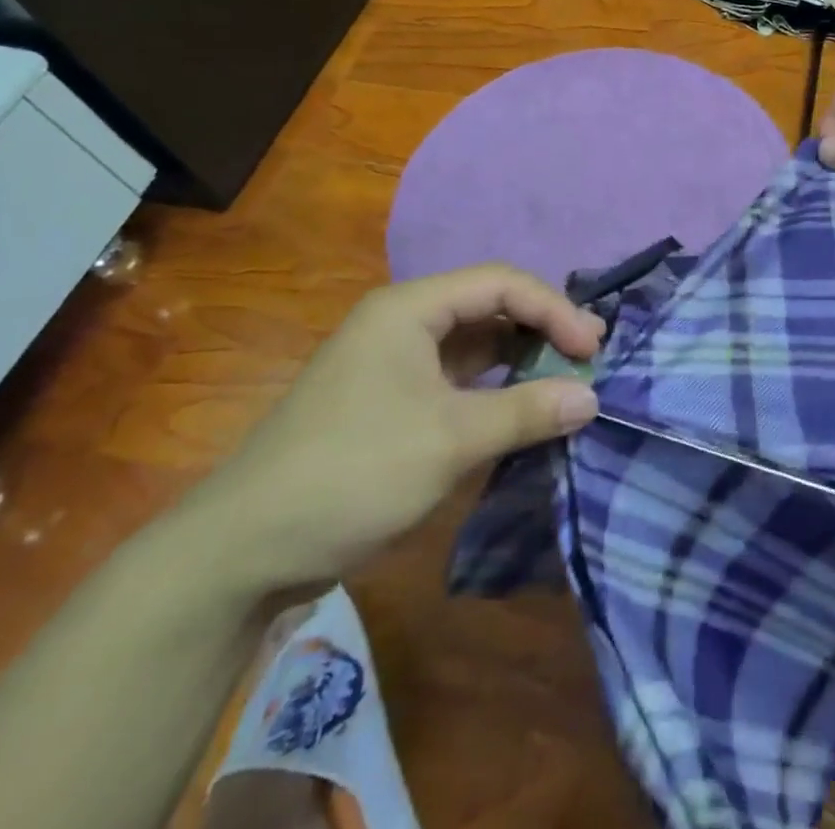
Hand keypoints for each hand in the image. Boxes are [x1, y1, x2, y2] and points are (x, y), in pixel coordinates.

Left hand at [162, 266, 602, 596]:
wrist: (242, 551)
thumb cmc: (353, 472)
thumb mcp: (450, 440)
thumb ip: (527, 412)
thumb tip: (592, 397)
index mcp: (410, 309)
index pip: (501, 283)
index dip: (554, 309)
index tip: (592, 350)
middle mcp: (403, 323)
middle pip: (489, 307)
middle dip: (542, 330)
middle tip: (588, 360)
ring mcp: (394, 363)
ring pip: (475, 345)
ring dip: (521, 360)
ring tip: (566, 382)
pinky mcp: (390, 402)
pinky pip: (458, 380)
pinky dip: (495, 390)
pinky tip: (522, 411)